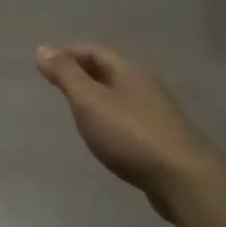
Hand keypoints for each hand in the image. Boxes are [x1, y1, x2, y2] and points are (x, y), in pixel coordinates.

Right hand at [35, 45, 222, 205]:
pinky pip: (129, 117)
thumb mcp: (90, 102)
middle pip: (110, 71)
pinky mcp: (162, 138)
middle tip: (58, 84)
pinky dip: (111, 117)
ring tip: (77, 108)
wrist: (183, 178)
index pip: (94, 52)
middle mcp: (146, 86)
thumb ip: (66, 76)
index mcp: (129, 72)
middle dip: (83, 72)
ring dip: (98, 96)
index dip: (69, 54)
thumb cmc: (130, 134)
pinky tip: (104, 134)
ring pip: (121, 95)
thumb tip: (42, 48)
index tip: (46, 63)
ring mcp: (157, 112)